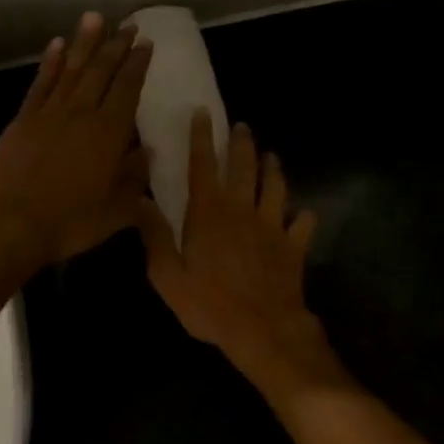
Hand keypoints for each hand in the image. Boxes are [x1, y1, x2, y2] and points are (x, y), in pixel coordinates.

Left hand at [0, 13, 153, 276]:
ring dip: (84, 43)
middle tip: (127, 24)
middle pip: (101, 72)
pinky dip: (50, 63)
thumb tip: (148, 153)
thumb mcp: (116, 210)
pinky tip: (57, 45)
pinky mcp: (24, 119)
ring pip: (71, 69)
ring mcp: (49, 113)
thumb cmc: (69, 222)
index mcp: (108, 133)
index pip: (127, 89)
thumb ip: (134, 178)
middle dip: (116, 46)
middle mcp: (81, 114)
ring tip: (95, 19)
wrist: (11, 224)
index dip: (137, 64)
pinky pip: (40, 83)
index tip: (145, 43)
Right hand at [138, 112, 342, 392]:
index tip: (203, 113)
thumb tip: (139, 199)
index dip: (201, 137)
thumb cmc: (209, 304)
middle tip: (242, 127)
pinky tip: (303, 214)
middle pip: (243, 167)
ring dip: (273, 169)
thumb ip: (154, 235)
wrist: (264, 330)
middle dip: (241, 143)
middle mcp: (241, 209)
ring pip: (275, 187)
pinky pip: (303, 224)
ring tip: (272, 156)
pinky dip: (303, 217)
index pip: (203, 164)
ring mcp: (272, 226)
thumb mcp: (167, 275)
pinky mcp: (293, 246)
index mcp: (208, 212)